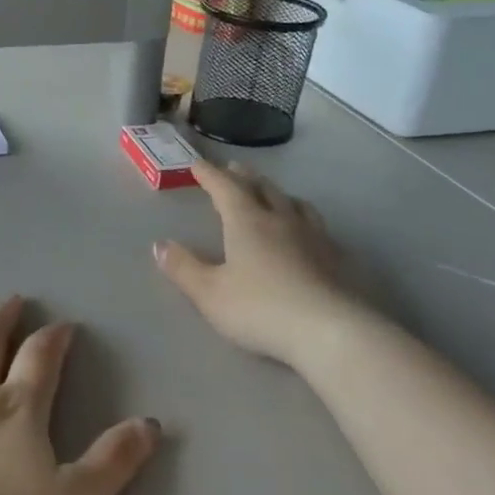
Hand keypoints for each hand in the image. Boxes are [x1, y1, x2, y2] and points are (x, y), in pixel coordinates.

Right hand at [154, 159, 352, 368]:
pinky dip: (303, 217)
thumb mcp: (210, 293)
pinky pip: (316, 225)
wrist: (327, 329)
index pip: (225, 188)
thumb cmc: (260, 309)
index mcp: (247, 222)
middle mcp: (281, 219)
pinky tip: (307, 231)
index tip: (198, 164)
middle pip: (262, 188)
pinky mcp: (335, 257)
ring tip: (272, 193)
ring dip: (277, 193)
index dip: (210, 175)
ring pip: (294, 203)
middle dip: (244, 177)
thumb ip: (183, 268)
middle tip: (234, 168)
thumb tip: (159, 245)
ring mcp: (313, 236)